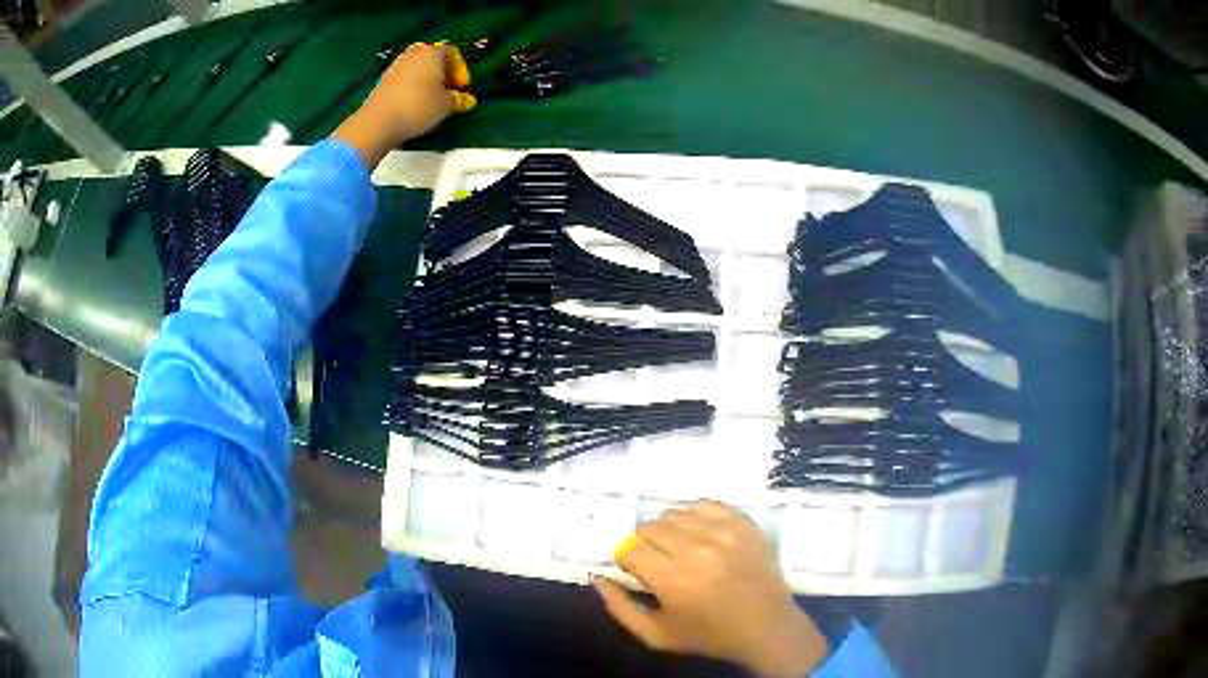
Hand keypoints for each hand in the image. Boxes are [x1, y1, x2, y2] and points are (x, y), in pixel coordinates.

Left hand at [332, 42, 475, 167]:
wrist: (378, 121)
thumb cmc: (418, 107)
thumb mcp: (446, 105)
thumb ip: (458, 99)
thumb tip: (467, 99)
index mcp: (432, 52)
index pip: (452, 53)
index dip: (461, 70)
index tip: (462, 88)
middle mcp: (414, 53)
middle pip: (433, 58)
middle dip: (443, 72)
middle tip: (448, 90)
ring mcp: (396, 65)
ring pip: (418, 68)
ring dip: (428, 80)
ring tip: (432, 99)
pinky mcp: (384, 79)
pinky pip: (406, 78)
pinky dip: (413, 86)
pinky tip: (415, 103)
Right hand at [593, 500, 828, 677]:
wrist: (766, 626)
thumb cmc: (708, 635)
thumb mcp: (656, 635)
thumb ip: (620, 608)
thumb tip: (597, 578)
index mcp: (673, 580)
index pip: (630, 549)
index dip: (627, 560)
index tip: (637, 571)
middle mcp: (697, 550)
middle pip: (649, 527)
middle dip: (644, 543)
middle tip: (657, 561)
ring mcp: (724, 533)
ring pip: (675, 512)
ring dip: (668, 529)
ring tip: (678, 548)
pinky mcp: (744, 524)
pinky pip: (706, 504)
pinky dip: (695, 515)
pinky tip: (699, 533)